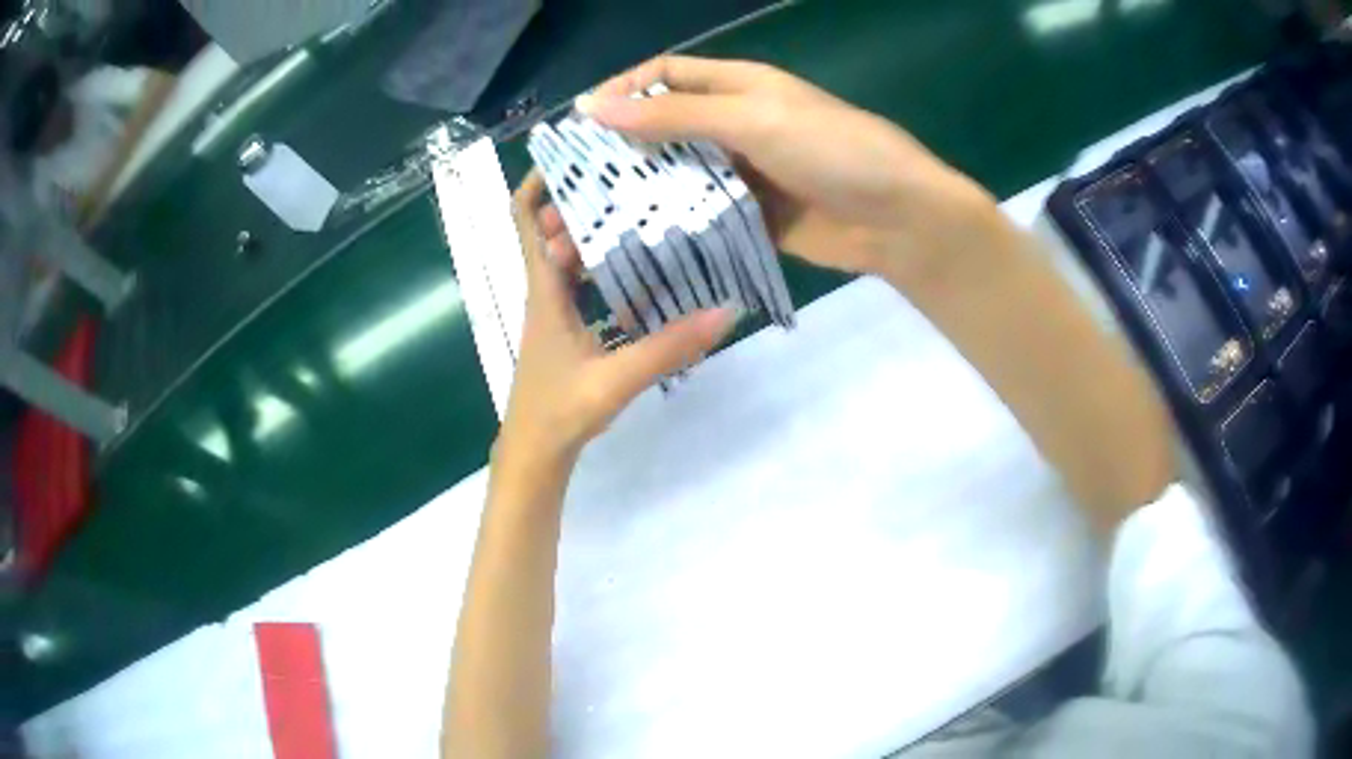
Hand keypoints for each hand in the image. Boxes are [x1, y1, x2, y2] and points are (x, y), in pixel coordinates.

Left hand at [494, 172, 736, 479]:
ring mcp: (555, 310)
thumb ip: (669, 346)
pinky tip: (642, 265)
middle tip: (629, 173)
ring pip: (569, 255)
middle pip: (553, 227)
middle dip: (582, 196)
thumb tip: (725, 311)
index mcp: (543, 291)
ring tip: (641, 206)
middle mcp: (544, 291)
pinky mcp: (567, 329)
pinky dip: (604, 266)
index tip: (574, 152)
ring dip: (595, 229)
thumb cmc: (559, 413)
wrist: (535, 454)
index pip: (526, 219)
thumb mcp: (617, 378)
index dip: (539, 181)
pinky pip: (582, 282)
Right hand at [580, 56, 1001, 279]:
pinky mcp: (753, 215)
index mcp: (739, 86)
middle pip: (666, 127)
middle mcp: (737, 123)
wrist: (900, 220)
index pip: (667, 75)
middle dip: (622, 148)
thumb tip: (593, 107)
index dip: (622, 90)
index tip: (579, 123)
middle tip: (575, 182)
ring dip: (642, 192)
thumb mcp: (752, 119)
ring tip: (593, 219)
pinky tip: (638, 243)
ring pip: (680, 174)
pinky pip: (704, 215)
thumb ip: (675, 115)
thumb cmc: (833, 151)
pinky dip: (674, 225)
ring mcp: (745, 172)